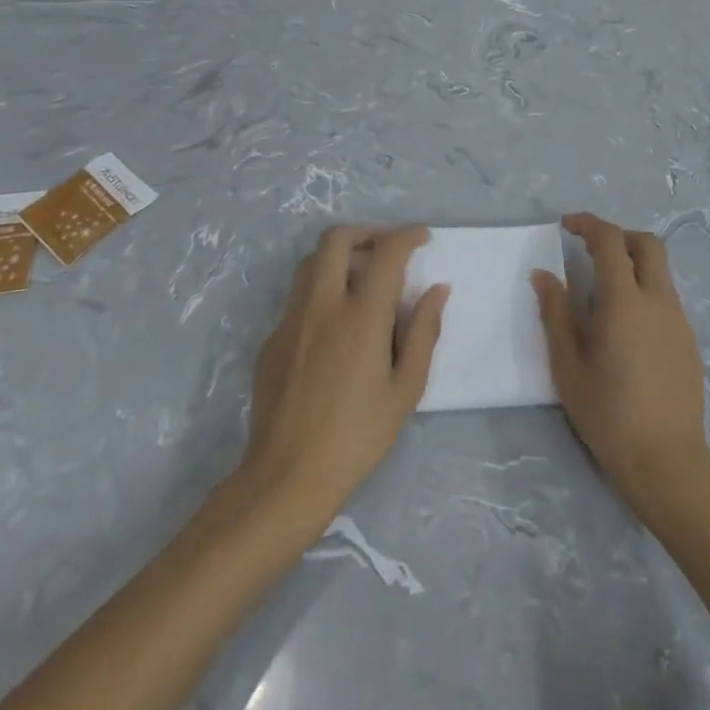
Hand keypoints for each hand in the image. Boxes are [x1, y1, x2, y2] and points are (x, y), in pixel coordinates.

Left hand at [244, 225, 447, 519]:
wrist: (286, 478)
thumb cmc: (357, 436)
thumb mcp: (405, 389)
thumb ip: (423, 332)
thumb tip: (437, 291)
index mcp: (361, 316)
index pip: (387, 252)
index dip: (408, 235)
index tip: (422, 238)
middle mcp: (322, 306)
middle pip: (336, 239)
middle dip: (365, 232)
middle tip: (385, 249)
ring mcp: (290, 321)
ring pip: (310, 263)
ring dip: (338, 257)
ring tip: (360, 280)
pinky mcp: (271, 341)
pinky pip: (297, 298)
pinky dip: (320, 292)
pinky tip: (334, 326)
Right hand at [532, 213, 709, 517]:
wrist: (667, 461)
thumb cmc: (608, 415)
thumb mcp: (568, 367)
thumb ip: (555, 314)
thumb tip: (543, 275)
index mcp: (625, 302)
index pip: (610, 241)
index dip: (588, 225)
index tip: (566, 226)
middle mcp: (657, 300)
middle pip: (647, 244)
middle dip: (618, 236)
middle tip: (590, 250)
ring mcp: (678, 319)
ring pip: (660, 271)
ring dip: (633, 264)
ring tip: (603, 293)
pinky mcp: (689, 339)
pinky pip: (665, 297)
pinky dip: (644, 290)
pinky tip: (625, 327)